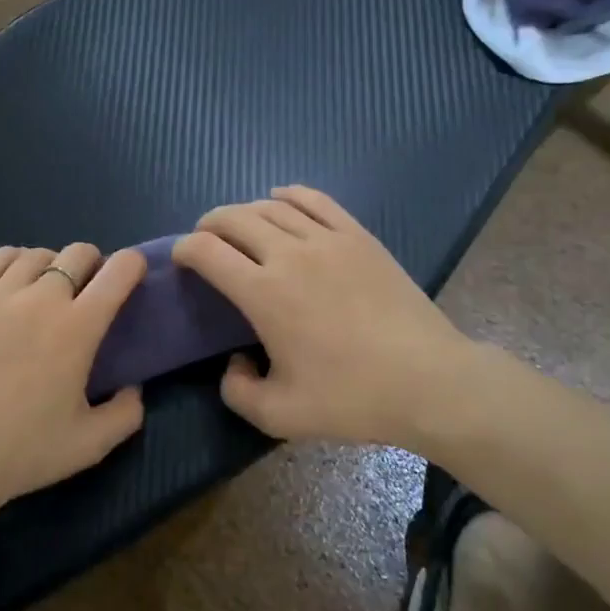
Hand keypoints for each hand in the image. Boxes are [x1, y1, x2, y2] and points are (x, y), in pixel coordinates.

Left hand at [0, 243, 146, 511]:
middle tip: (87, 292)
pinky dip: (13, 261)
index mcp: (77, 328)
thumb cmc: (19, 452)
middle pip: (78, 253)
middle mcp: (40, 299)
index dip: (133, 264)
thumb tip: (134, 388)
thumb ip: (125, 414)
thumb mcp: (89, 446)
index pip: (118, 272)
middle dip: (93, 264)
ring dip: (52, 264)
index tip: (132, 275)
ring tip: (46, 288)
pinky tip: (12, 282)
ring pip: (36, 254)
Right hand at [172, 187, 467, 445]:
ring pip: (271, 206)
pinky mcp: (358, 236)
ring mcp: (328, 239)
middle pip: (234, 219)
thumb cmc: (352, 399)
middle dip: (209, 225)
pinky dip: (289, 195)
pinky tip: (281, 199)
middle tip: (205, 241)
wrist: (428, 381)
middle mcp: (289, 255)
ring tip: (239, 225)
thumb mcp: (279, 415)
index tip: (181, 260)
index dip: (183, 249)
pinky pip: (315, 200)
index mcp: (264, 294)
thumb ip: (237, 391)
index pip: (206, 251)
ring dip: (245, 211)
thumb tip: (233, 362)